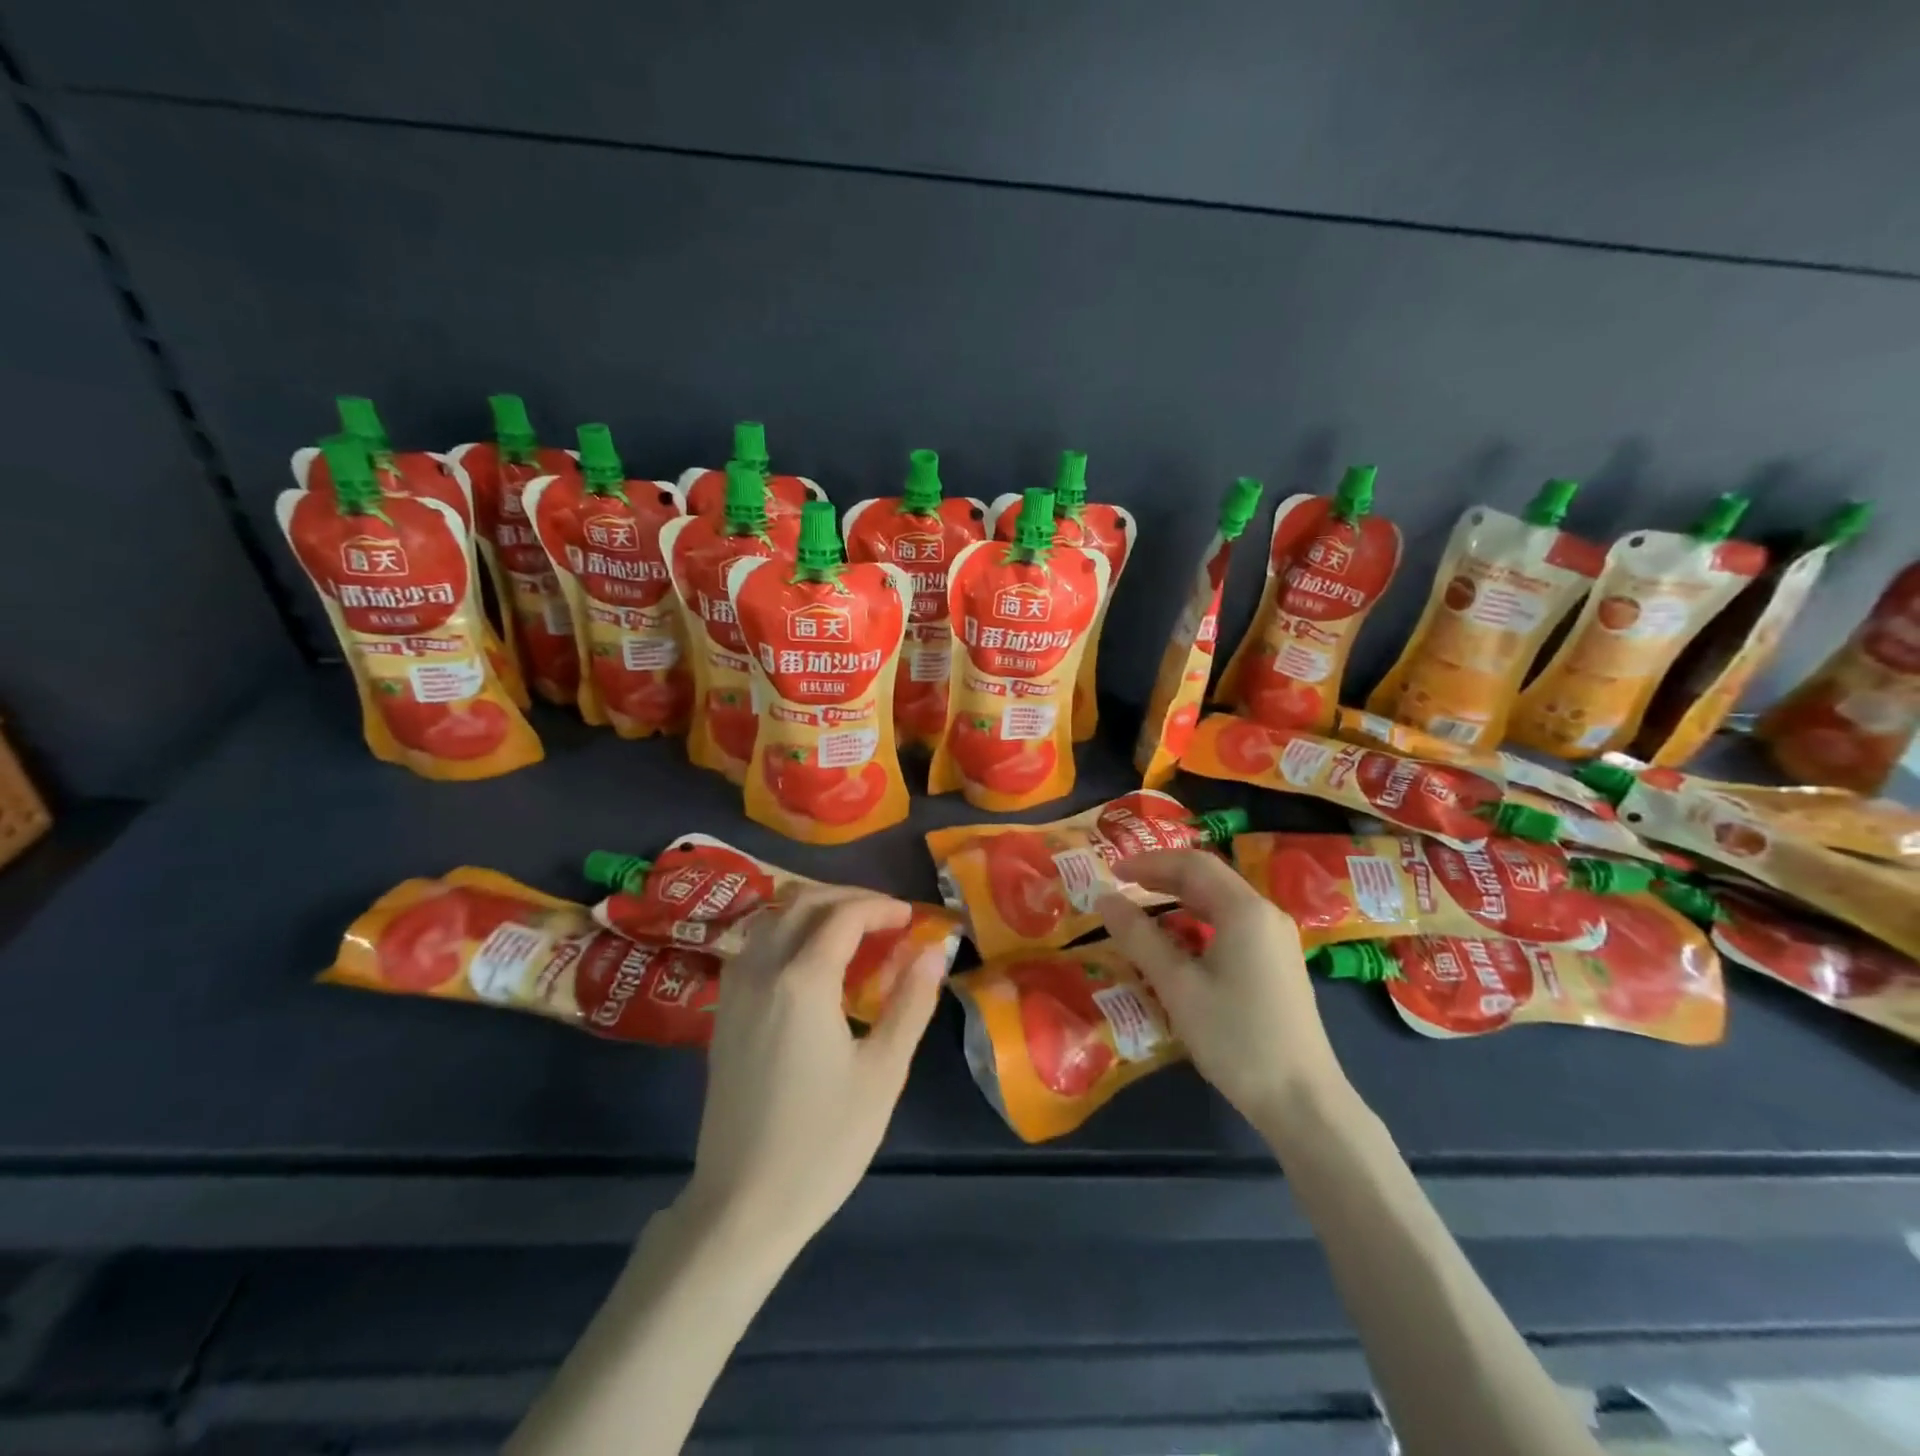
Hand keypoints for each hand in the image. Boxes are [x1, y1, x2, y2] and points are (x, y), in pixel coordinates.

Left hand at [679, 887, 946, 1258]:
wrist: (742, 1204)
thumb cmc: (823, 1142)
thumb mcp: (882, 1073)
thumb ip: (910, 1003)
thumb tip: (934, 951)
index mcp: (803, 982)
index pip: (843, 916)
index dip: (880, 907)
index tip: (910, 917)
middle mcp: (763, 971)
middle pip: (803, 904)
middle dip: (848, 898)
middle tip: (885, 915)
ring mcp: (735, 991)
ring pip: (772, 919)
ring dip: (813, 909)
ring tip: (851, 929)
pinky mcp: (723, 1013)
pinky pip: (755, 946)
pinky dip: (786, 932)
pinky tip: (809, 960)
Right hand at [1095, 850, 1345, 1128]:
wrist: (1303, 1101)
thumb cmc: (1236, 1037)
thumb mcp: (1178, 986)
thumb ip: (1139, 936)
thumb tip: (1104, 897)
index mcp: (1245, 910)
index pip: (1192, 864)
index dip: (1149, 862)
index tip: (1112, 871)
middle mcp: (1265, 914)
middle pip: (1209, 877)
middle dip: (1163, 876)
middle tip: (1122, 887)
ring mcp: (1276, 939)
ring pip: (1221, 901)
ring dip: (1180, 898)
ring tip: (1143, 911)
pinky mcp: (1277, 963)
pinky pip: (1232, 924)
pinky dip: (1199, 921)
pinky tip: (1179, 943)